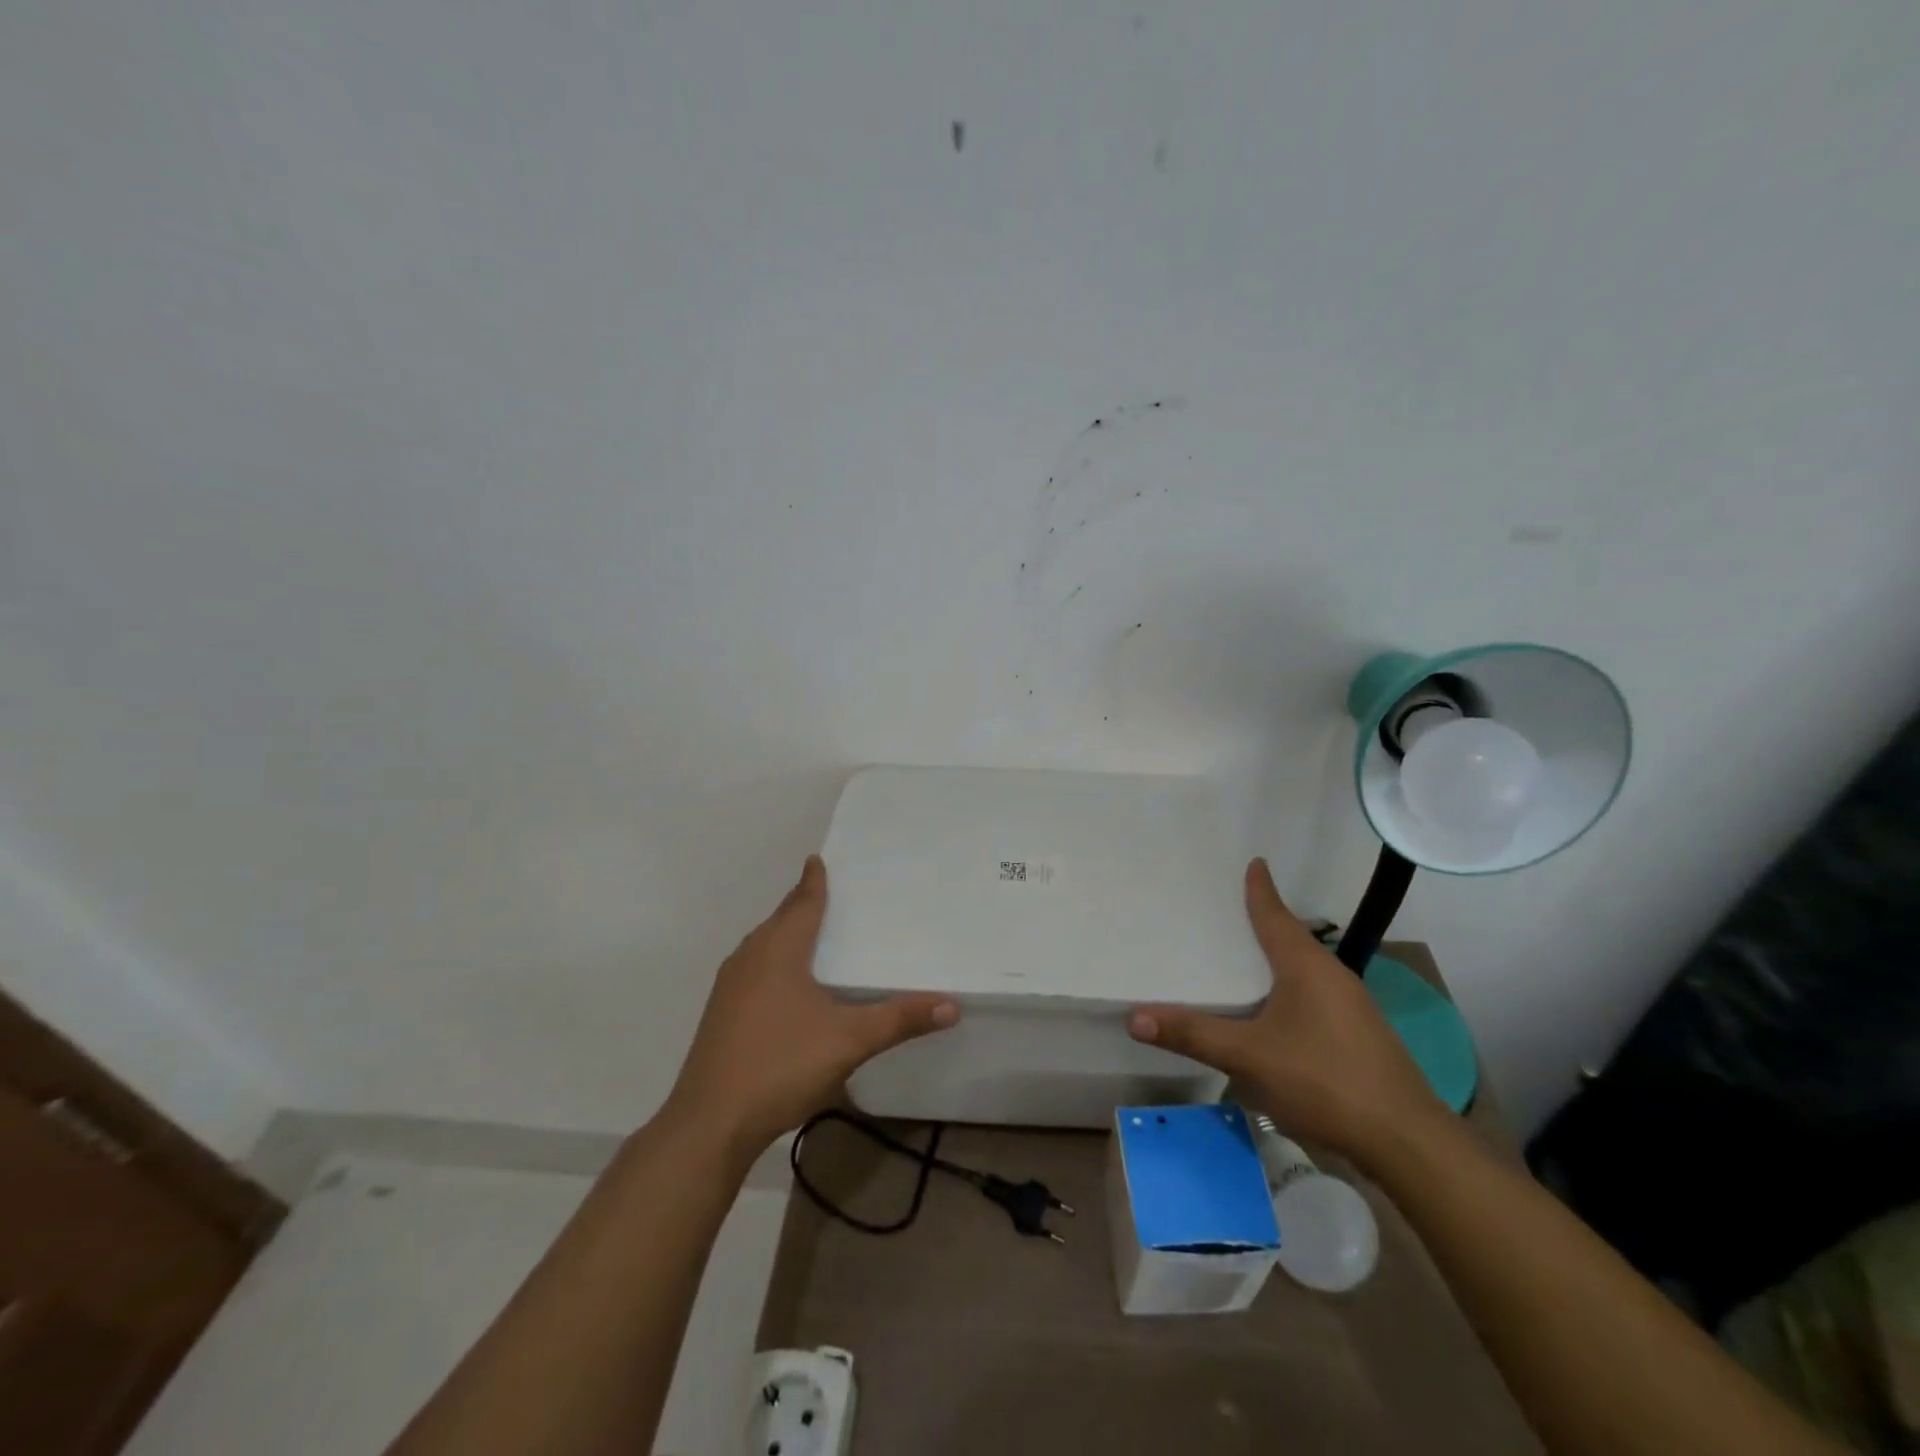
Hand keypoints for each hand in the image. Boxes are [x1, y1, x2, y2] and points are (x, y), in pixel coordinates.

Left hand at [663, 855, 959, 1155]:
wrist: (709, 1123)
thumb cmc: (781, 1065)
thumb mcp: (850, 1041)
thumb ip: (900, 1020)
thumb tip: (952, 1005)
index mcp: (779, 950)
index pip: (802, 903)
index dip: (813, 881)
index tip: (818, 859)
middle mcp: (750, 957)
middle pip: (780, 919)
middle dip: (801, 904)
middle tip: (827, 893)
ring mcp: (729, 987)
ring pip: (762, 945)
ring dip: (785, 932)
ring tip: (810, 932)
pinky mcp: (720, 1014)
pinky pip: (752, 969)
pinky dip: (773, 960)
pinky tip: (786, 984)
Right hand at [1130, 858, 1445, 1162]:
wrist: (1406, 1143)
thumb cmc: (1325, 1081)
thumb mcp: (1249, 1056)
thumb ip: (1193, 1034)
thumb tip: (1134, 1017)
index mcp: (1307, 966)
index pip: (1276, 915)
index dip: (1260, 890)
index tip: (1254, 862)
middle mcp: (1332, 976)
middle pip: (1291, 938)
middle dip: (1262, 922)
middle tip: (1227, 909)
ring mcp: (1351, 1007)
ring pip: (1303, 969)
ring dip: (1275, 959)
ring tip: (1242, 957)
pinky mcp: (1358, 1035)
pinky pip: (1313, 995)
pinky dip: (1287, 988)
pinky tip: (1272, 1010)